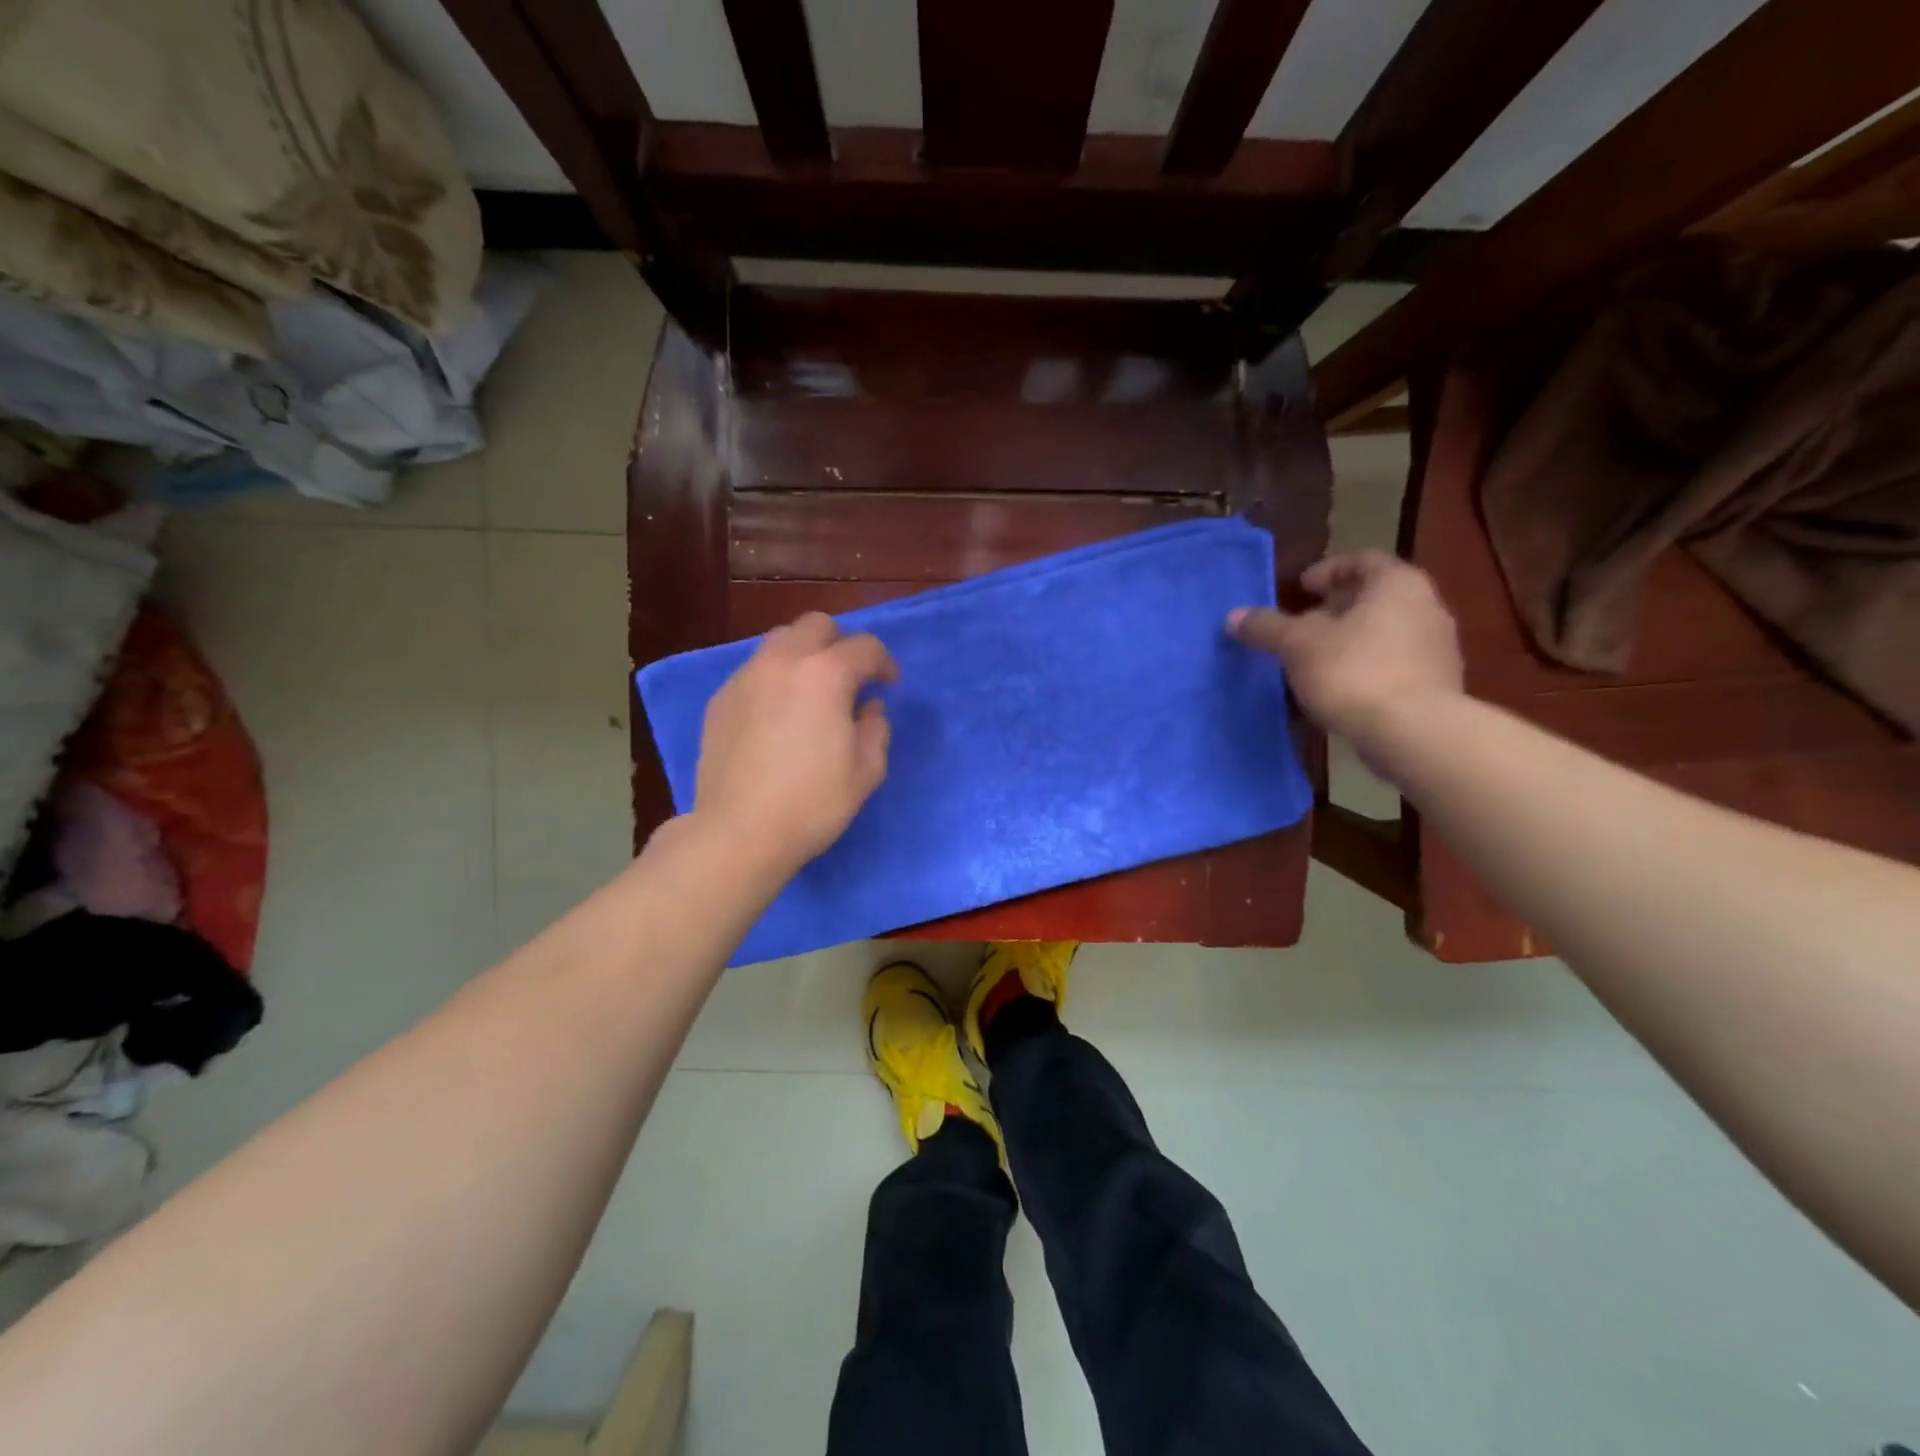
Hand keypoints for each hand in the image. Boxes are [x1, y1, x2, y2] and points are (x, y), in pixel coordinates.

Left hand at [691, 612, 897, 876]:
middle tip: (849, 679)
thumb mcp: (866, 771)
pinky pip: (754, 671)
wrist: (739, 832)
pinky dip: (774, 680)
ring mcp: (745, 677)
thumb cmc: (812, 803)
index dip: (884, 663)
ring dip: (804, 656)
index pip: (865, 647)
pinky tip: (776, 716)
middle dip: (840, 644)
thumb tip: (869, 707)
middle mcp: (783, 661)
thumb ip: (876, 728)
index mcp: (826, 674)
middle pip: (816, 625)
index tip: (889, 685)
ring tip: (810, 692)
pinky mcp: (720, 699)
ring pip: (780, 642)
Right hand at [1228, 551, 1463, 746]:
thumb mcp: (1297, 645)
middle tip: (1301, 626)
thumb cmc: (1354, 671)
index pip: (1363, 561)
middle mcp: (1426, 607)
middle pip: (1375, 598)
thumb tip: (1234, 617)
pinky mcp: (1436, 686)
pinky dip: (1365, 669)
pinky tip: (1338, 691)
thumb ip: (1267, 627)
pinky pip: (1394, 666)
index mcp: (1398, 584)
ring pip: (1384, 633)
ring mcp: (1437, 648)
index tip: (1301, 589)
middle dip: (1335, 610)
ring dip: (1349, 642)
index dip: (1328, 571)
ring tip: (1313, 662)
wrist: (1413, 732)